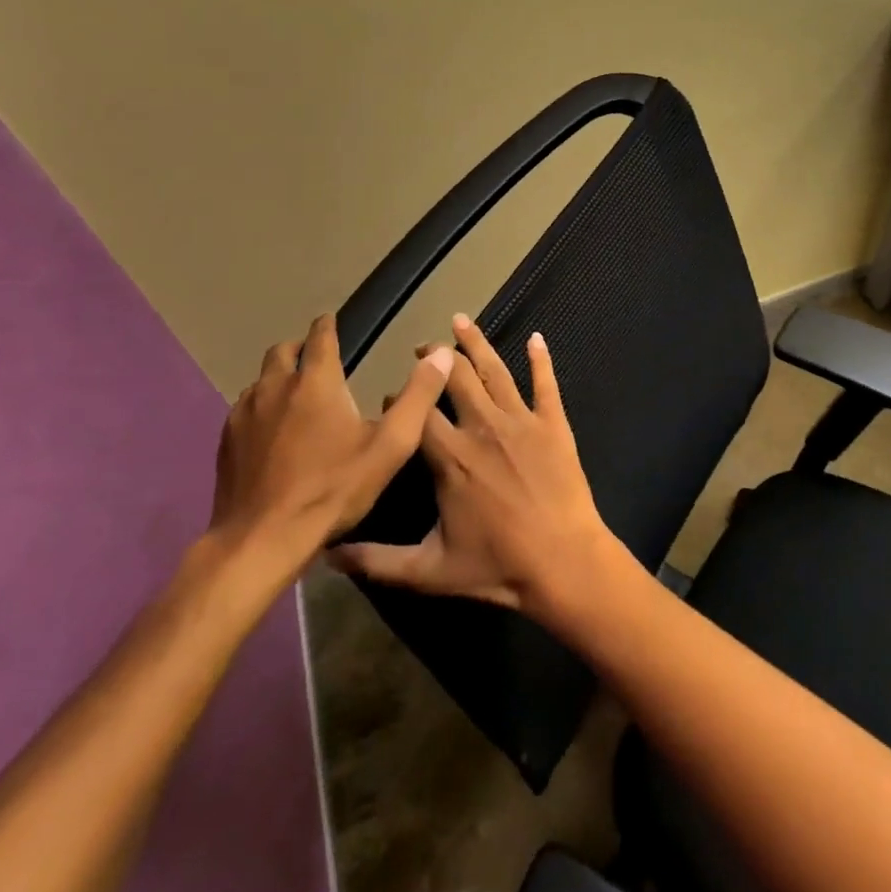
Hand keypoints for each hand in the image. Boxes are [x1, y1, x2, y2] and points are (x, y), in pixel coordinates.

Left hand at [208, 314, 452, 587]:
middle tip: (315, 357)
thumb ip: (418, 396)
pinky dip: (260, 407)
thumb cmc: (333, 489)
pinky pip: (244, 408)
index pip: (320, 337)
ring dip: (278, 378)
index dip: (327, 326)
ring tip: (295, 395)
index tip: (330, 321)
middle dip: (300, 348)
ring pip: (260, 380)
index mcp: (316, 382)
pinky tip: (270, 430)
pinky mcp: (225, 440)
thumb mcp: (390, 446)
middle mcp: (275, 387)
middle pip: (282, 351)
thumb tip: (441, 354)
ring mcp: (244, 414)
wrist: (262, 539)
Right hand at [329, 314, 619, 617]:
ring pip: (495, 371)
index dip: (402, 401)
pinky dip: (540, 359)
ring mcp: (521, 421)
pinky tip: (536, 338)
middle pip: (455, 380)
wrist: (563, 562)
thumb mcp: (429, 570)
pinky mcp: (553, 424)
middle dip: (436, 360)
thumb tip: (327, 555)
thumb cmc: (497, 566)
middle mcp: (483, 427)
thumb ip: (377, 561)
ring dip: (477, 343)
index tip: (390, 396)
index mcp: (450, 457)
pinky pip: (545, 383)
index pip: (418, 414)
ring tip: (461, 321)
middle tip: (425, 347)